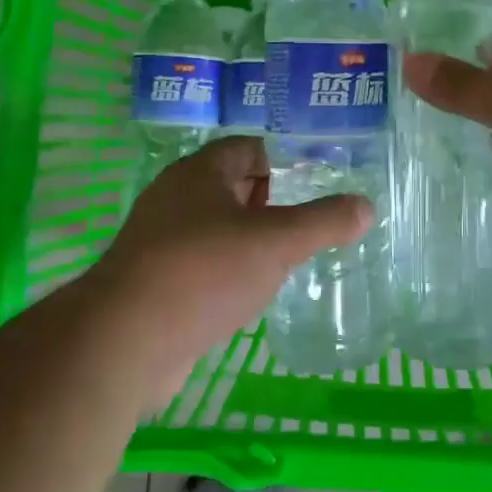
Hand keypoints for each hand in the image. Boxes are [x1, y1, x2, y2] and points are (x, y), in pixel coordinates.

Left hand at [86, 137, 370, 405]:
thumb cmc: (204, 272)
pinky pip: (203, 263)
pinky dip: (229, 270)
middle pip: (233, 186)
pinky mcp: (155, 282)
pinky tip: (252, 291)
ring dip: (251, 238)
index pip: (249, 148)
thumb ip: (324, 222)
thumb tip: (366, 206)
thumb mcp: (277, 242)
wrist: (124, 343)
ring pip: (218, 227)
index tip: (319, 182)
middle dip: (272, 200)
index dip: (285, 160)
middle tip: (312, 220)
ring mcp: (160, 241)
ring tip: (291, 255)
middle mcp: (175, 198)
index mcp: (199, 172)